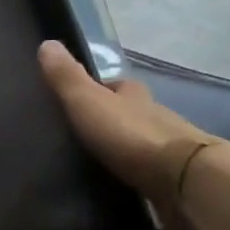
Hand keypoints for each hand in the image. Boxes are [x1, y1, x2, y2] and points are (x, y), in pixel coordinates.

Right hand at [38, 41, 218, 229]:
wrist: (182, 178)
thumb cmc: (130, 135)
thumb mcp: (88, 102)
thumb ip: (67, 78)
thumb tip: (47, 43)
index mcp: (134, 97)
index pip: (118, 86)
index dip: (103, 87)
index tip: (83, 95)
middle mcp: (155, 118)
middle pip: (132, 113)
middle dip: (114, 119)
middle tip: (85, 132)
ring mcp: (166, 150)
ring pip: (141, 142)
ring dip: (125, 148)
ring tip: (96, 162)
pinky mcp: (172, 180)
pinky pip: (148, 174)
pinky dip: (135, 176)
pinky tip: (119, 186)